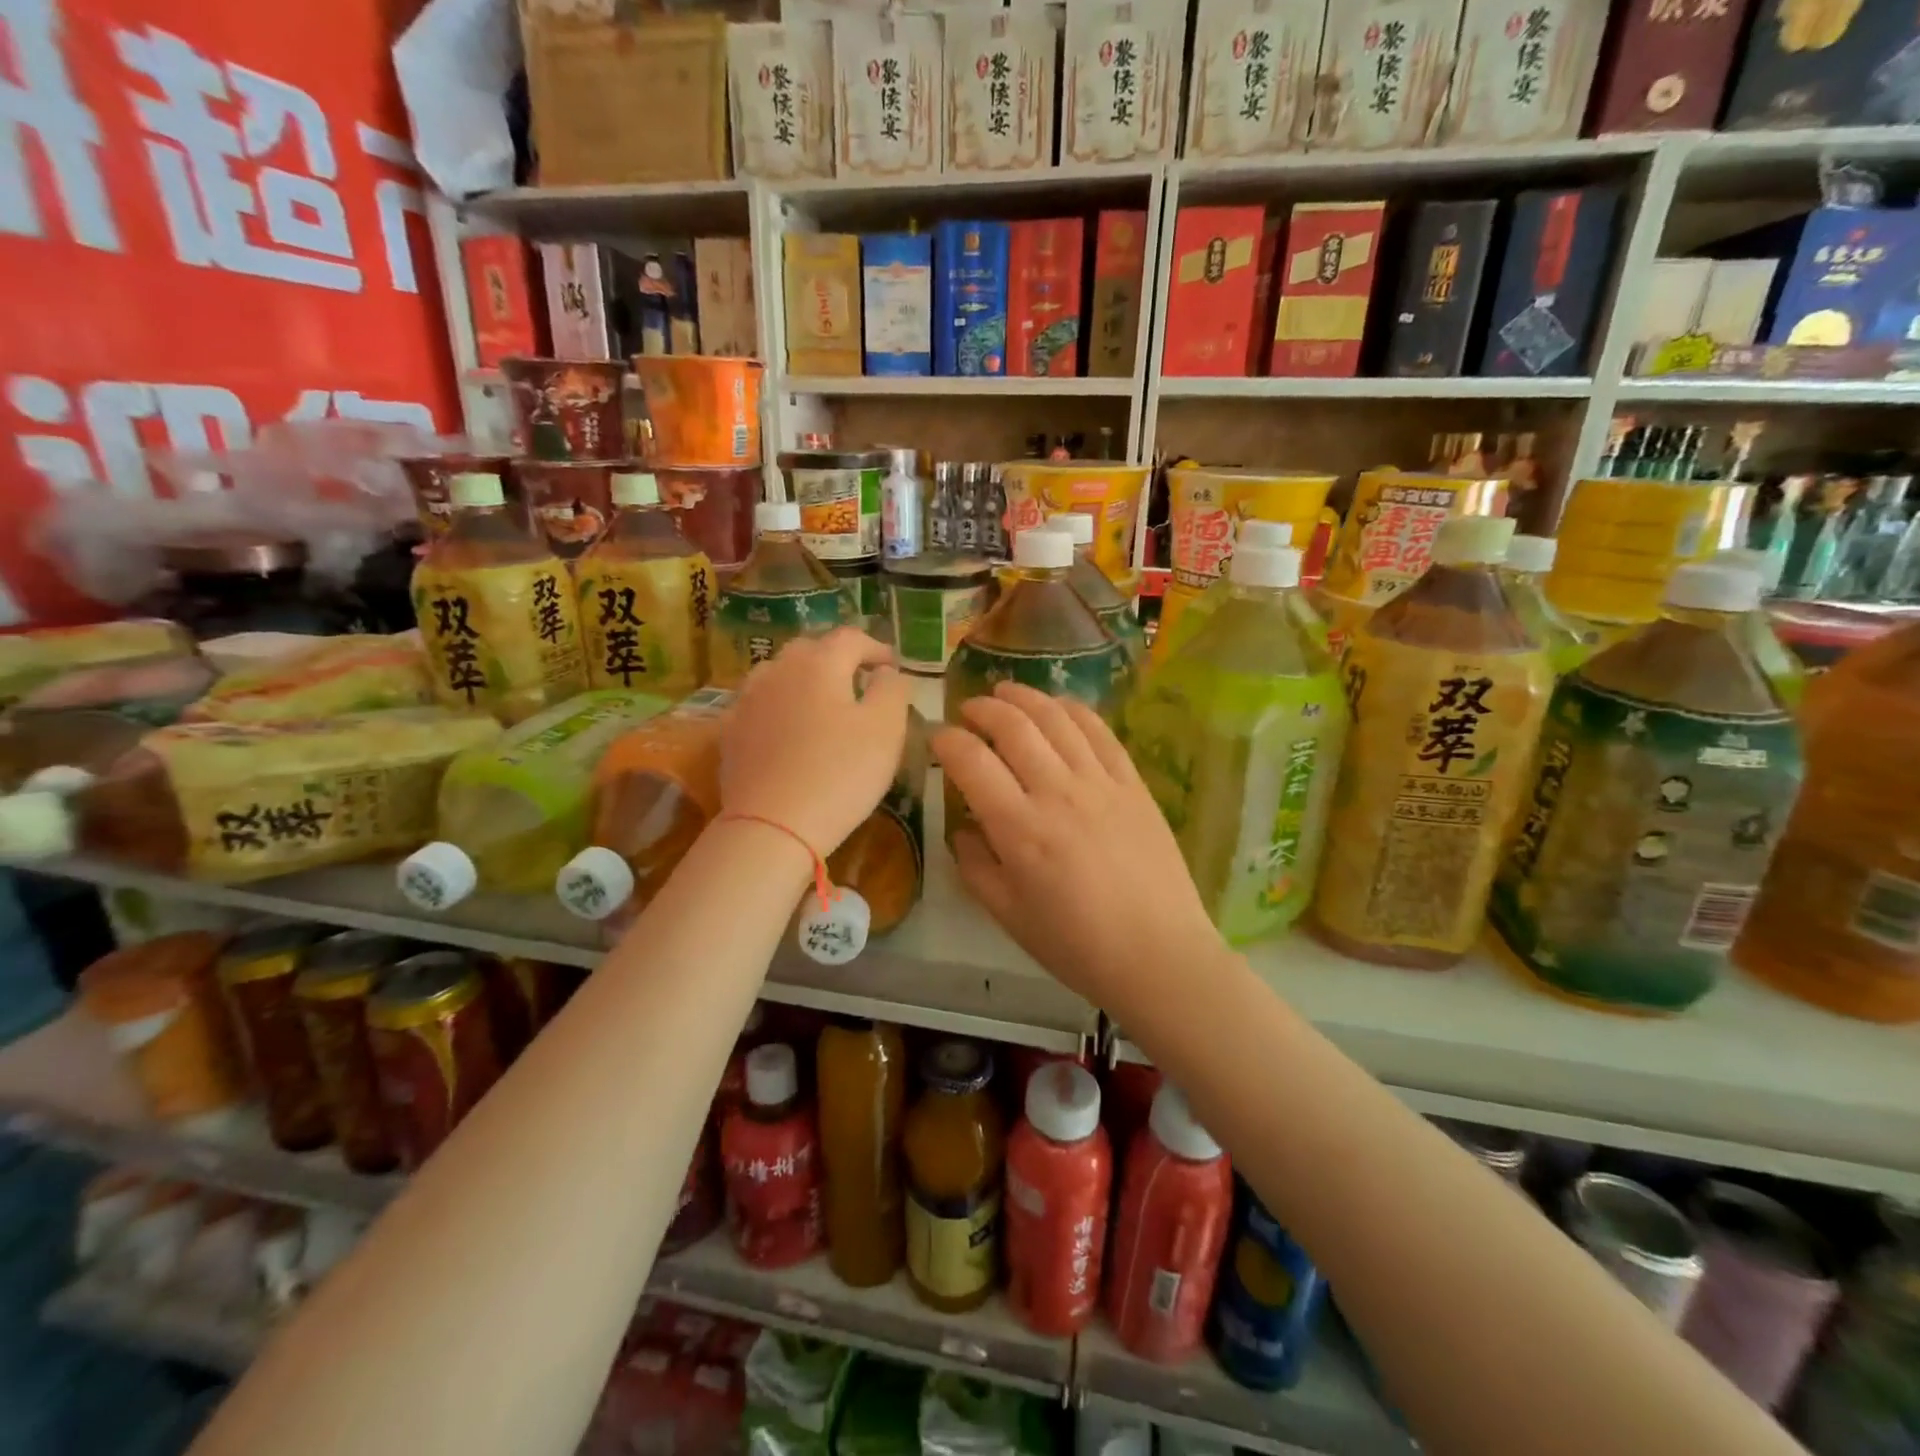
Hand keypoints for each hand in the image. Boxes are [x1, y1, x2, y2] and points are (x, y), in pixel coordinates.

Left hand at [721, 628, 911, 854]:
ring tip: (822, 702)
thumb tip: (886, 671)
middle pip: (810, 649)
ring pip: (780, 674)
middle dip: (838, 659)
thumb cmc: (840, 773)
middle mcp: (778, 670)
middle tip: (859, 680)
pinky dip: (781, 706)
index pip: (851, 638)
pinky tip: (790, 730)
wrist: (772, 825)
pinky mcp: (731, 732)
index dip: (875, 648)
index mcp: (819, 663)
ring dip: (805, 679)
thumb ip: (892, 690)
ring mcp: (748, 700)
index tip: (892, 666)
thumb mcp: (886, 729)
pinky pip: (761, 704)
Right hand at [930, 682, 1221, 1012]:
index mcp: (1019, 828)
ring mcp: (1099, 783)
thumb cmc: (1076, 944)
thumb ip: (976, 867)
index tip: (937, 739)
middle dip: (982, 709)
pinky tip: (1059, 707)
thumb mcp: (1009, 915)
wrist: (1158, 954)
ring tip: (1005, 692)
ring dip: (1024, 697)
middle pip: (1013, 727)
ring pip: (1056, 719)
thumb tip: (962, 828)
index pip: (971, 762)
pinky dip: (1074, 710)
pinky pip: (1100, 732)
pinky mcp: (1133, 783)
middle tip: (968, 709)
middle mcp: (1056, 792)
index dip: (946, 741)